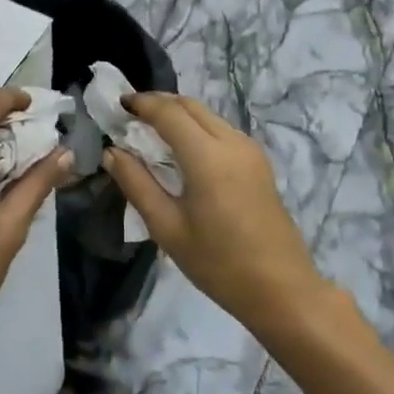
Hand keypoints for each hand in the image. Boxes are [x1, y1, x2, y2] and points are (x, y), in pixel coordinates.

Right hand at [102, 93, 321, 333]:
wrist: (281, 289)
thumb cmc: (218, 263)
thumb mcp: (167, 227)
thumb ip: (136, 184)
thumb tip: (112, 152)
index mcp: (207, 156)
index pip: (168, 112)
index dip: (140, 103)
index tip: (116, 105)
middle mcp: (231, 142)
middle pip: (190, 106)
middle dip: (158, 103)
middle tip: (129, 115)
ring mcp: (250, 150)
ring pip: (208, 116)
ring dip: (178, 114)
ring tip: (150, 132)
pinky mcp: (259, 162)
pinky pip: (221, 130)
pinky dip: (196, 128)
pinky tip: (181, 150)